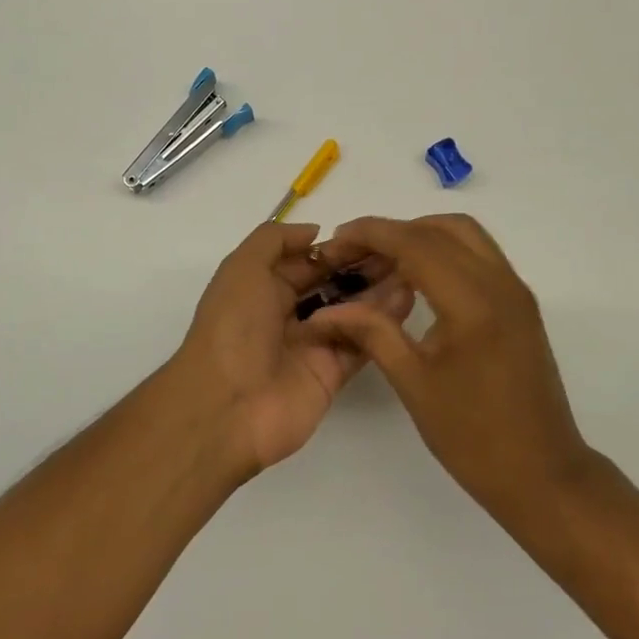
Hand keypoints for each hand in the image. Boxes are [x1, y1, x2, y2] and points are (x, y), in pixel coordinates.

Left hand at [171, 222, 412, 474]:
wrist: (227, 407)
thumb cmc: (233, 328)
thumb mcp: (242, 268)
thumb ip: (275, 240)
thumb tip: (315, 232)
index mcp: (263, 288)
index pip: (308, 261)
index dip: (338, 248)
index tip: (373, 235)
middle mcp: (288, 314)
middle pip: (333, 284)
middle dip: (363, 267)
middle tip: (402, 251)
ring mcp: (312, 345)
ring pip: (352, 311)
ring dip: (379, 290)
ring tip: (412, 270)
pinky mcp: (332, 373)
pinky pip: (361, 341)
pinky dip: (383, 322)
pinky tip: (407, 298)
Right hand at [305, 215, 592, 510]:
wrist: (543, 474)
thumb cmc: (473, 437)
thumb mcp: (414, 383)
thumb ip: (371, 332)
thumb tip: (324, 310)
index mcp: (473, 302)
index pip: (415, 243)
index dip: (371, 234)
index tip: (335, 242)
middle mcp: (500, 282)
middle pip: (441, 228)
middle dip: (394, 231)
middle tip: (355, 254)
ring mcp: (516, 290)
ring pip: (465, 235)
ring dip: (421, 236)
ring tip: (382, 263)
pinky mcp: (520, 303)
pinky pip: (479, 255)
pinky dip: (444, 251)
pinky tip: (417, 280)